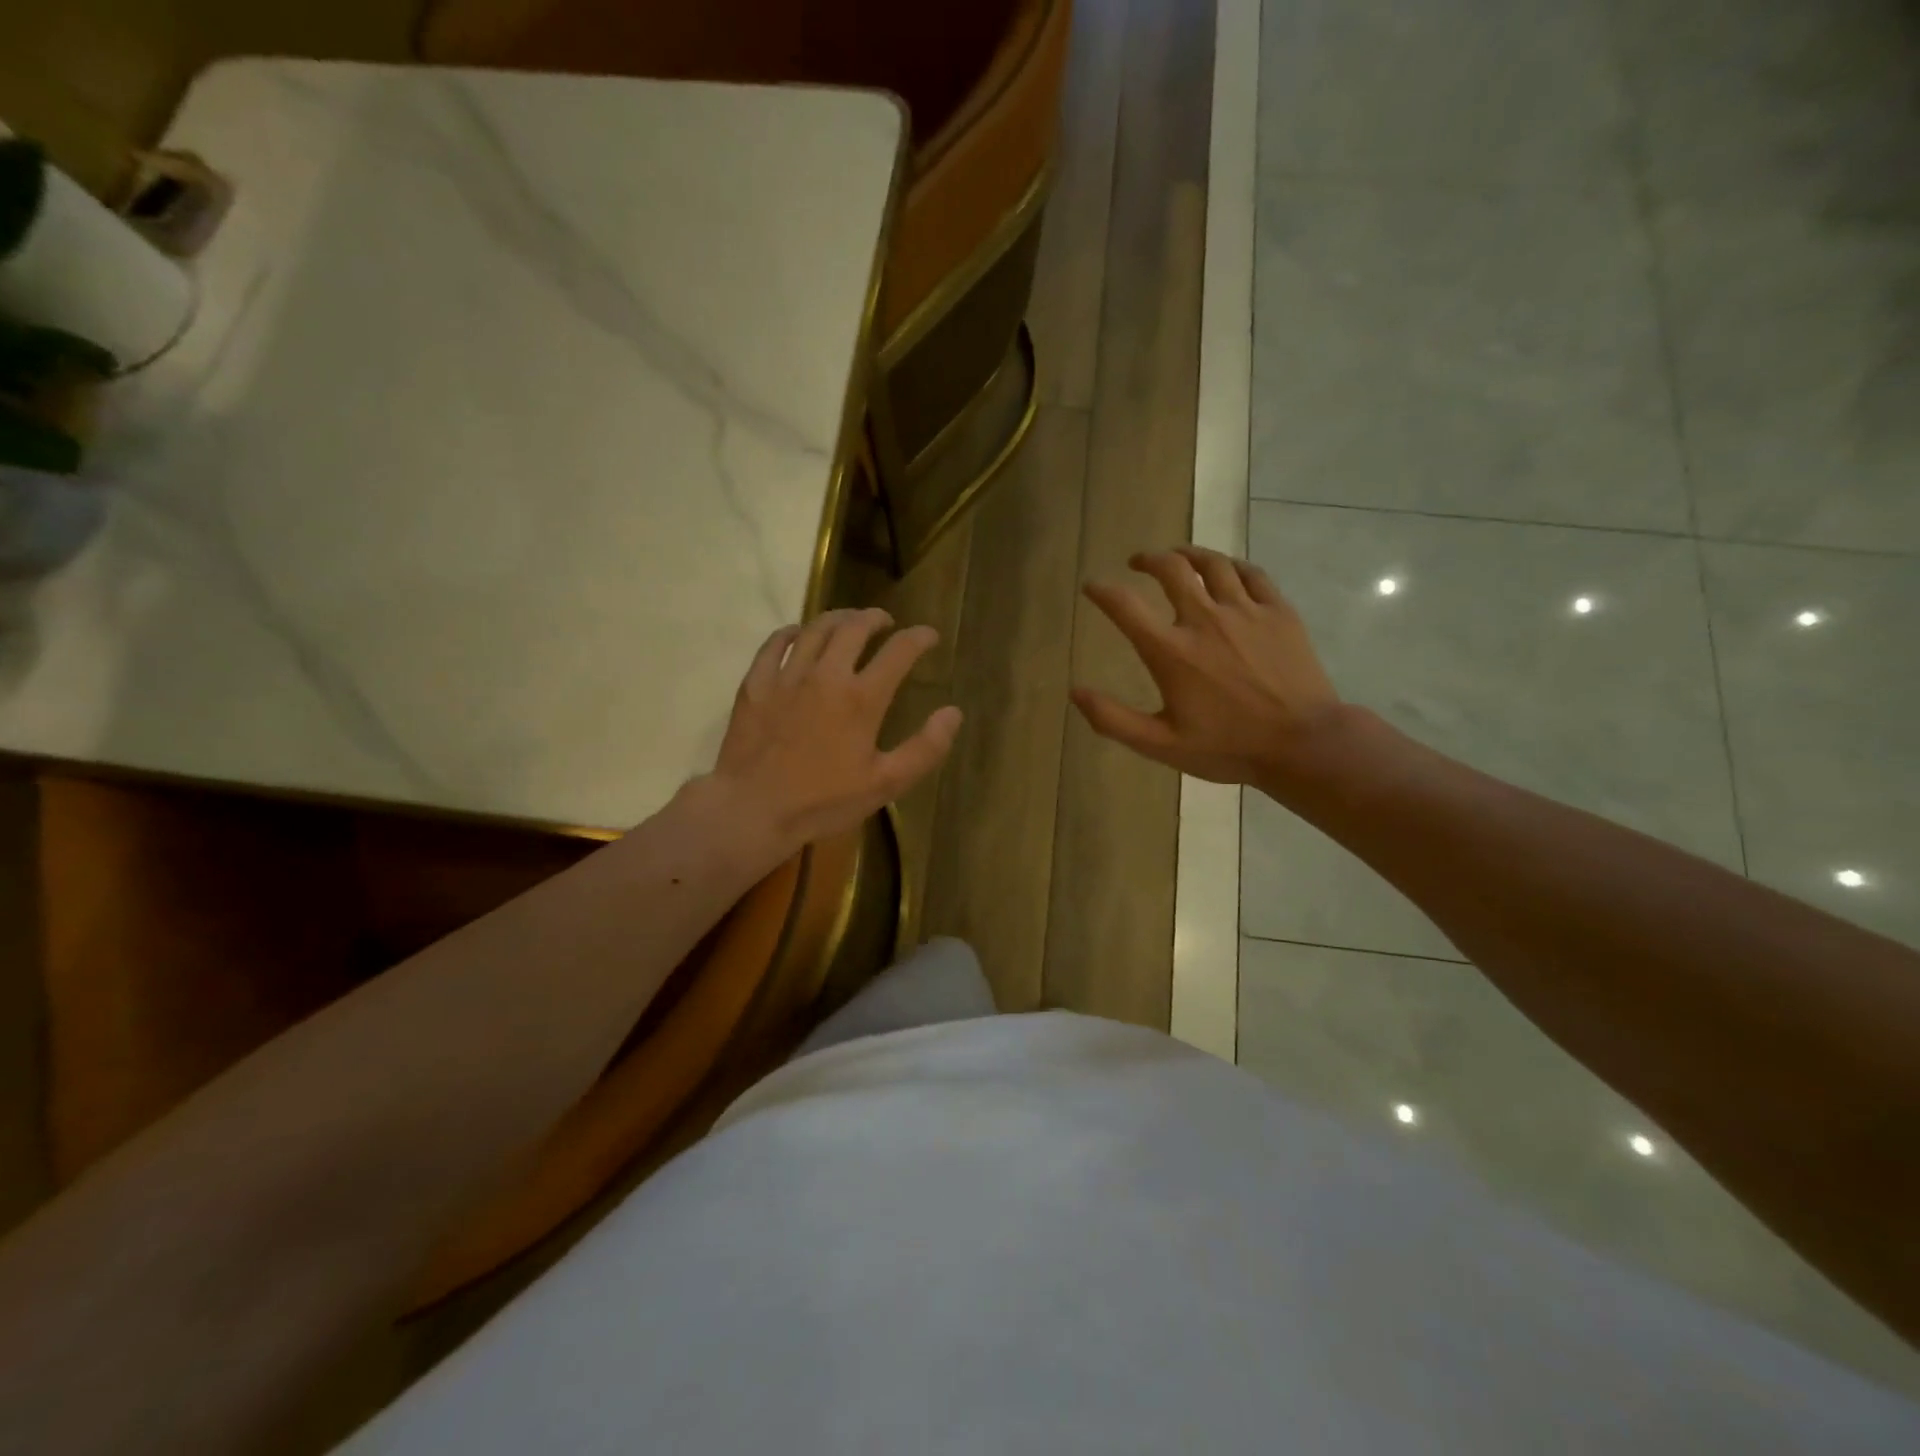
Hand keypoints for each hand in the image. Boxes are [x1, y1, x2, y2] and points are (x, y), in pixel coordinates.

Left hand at [711, 608, 961, 853]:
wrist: (752, 809)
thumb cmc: (823, 801)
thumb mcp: (886, 784)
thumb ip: (925, 748)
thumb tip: (953, 713)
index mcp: (862, 698)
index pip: (899, 652)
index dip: (919, 638)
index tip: (929, 635)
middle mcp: (826, 675)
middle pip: (854, 628)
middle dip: (875, 618)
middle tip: (885, 621)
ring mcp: (786, 676)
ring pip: (815, 630)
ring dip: (837, 618)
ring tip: (848, 621)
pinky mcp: (756, 685)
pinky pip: (773, 645)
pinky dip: (790, 633)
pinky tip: (796, 634)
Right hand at [1071, 546, 1343, 791]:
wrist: (1303, 744)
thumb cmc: (1228, 747)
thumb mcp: (1161, 745)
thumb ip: (1113, 719)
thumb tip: (1076, 693)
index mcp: (1171, 652)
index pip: (1125, 606)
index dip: (1103, 591)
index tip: (1093, 586)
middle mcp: (1204, 619)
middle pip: (1171, 569)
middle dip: (1148, 560)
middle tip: (1139, 562)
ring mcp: (1246, 611)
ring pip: (1212, 564)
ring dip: (1188, 555)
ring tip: (1178, 556)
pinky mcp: (1279, 612)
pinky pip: (1251, 573)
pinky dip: (1231, 566)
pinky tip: (1225, 570)